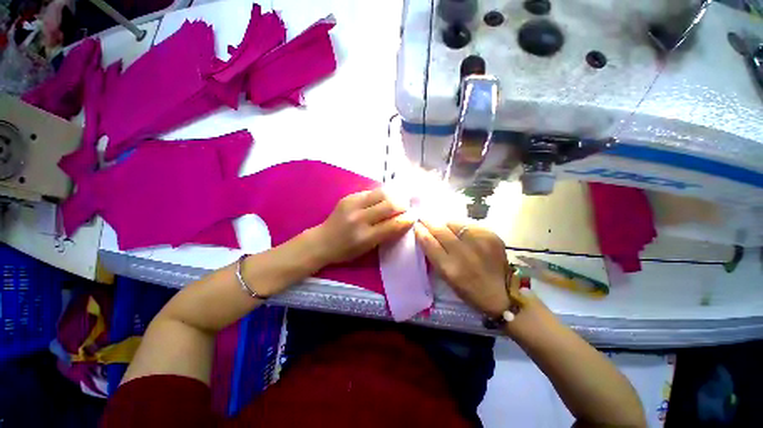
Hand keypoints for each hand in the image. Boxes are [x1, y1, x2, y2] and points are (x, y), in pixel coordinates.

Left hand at [313, 189, 413, 264]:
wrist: (322, 241)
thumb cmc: (346, 250)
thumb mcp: (368, 248)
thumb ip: (386, 234)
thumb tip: (404, 221)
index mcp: (365, 236)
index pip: (393, 224)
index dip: (407, 219)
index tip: (414, 216)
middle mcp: (359, 218)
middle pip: (389, 205)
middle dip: (403, 205)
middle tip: (406, 208)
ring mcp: (352, 204)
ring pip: (382, 193)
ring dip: (393, 196)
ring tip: (396, 201)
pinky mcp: (348, 197)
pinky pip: (371, 192)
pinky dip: (380, 196)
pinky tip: (382, 200)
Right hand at [414, 221, 510, 316]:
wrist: (502, 294)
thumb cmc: (469, 291)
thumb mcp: (447, 278)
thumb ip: (436, 256)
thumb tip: (427, 235)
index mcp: (449, 268)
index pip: (429, 242)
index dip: (420, 231)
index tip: (416, 225)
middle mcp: (463, 253)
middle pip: (440, 229)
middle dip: (429, 222)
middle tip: (424, 218)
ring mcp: (479, 243)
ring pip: (454, 223)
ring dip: (445, 223)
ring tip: (444, 225)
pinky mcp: (491, 236)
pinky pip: (469, 224)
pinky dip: (461, 226)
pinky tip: (461, 231)